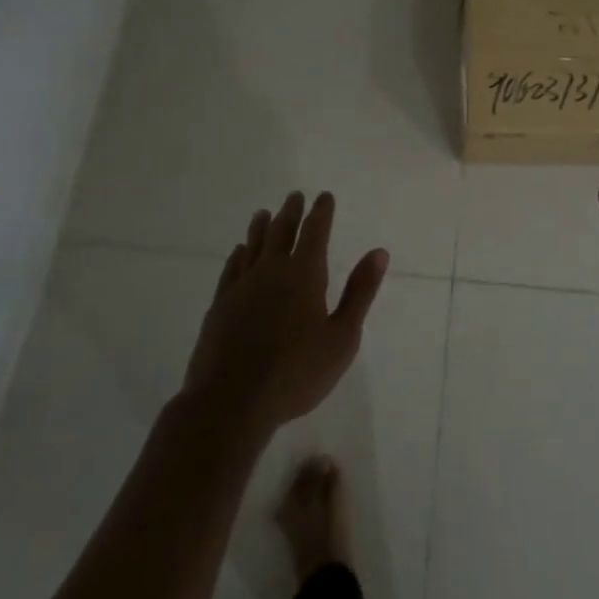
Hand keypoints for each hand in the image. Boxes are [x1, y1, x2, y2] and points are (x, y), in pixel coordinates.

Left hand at [182, 191, 387, 435]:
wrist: (231, 402)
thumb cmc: (296, 373)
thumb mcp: (342, 337)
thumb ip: (360, 292)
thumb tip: (379, 252)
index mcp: (304, 274)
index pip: (315, 232)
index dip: (321, 212)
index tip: (324, 196)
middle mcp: (271, 271)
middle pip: (281, 231)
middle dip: (291, 212)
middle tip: (295, 196)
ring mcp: (241, 287)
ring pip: (253, 245)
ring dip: (261, 226)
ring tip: (263, 213)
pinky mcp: (220, 306)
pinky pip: (231, 268)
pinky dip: (238, 254)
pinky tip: (239, 252)